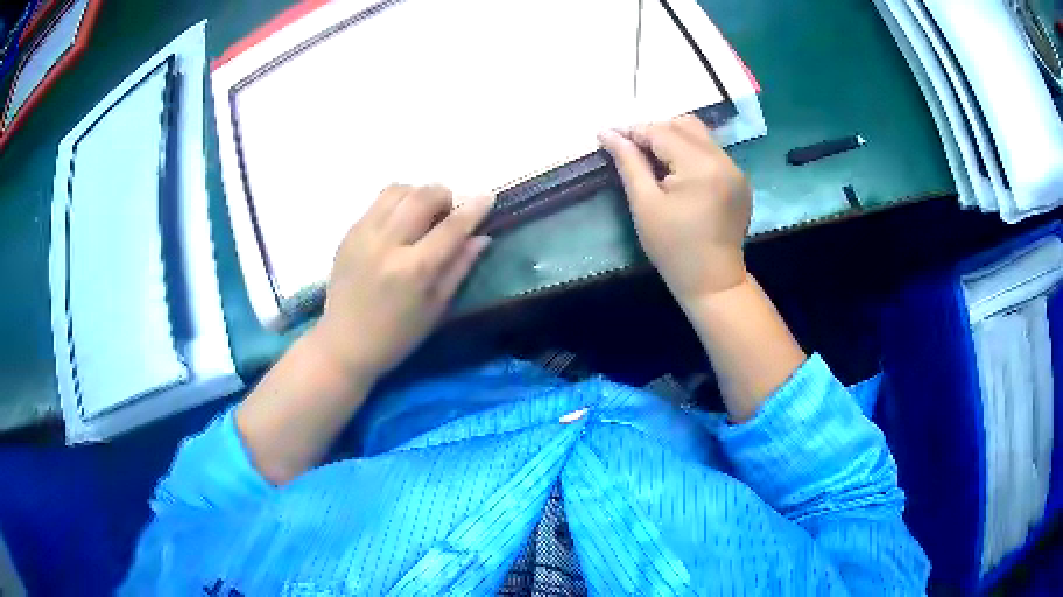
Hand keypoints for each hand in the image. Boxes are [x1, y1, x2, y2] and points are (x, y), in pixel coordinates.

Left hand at [313, 185, 493, 378]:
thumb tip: (481, 236)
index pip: (451, 227)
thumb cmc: (397, 336)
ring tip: (422, 214)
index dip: (473, 209)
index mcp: (413, 270)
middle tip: (448, 212)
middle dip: (444, 196)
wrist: (344, 343)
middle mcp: (387, 244)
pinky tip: (399, 224)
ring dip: (418, 194)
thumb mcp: (436, 308)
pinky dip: (396, 204)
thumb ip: (459, 267)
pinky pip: (377, 203)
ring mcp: (363, 235)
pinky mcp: (348, 234)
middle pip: (422, 196)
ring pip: (397, 190)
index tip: (487, 197)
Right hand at [599, 115, 751, 304]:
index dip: (634, 130)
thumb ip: (629, 162)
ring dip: (673, 139)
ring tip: (652, 160)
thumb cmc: (673, 248)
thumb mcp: (645, 204)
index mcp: (701, 166)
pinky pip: (711, 152)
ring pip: (699, 135)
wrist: (713, 281)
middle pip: (684, 125)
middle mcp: (723, 160)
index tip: (609, 134)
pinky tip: (676, 173)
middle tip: (631, 149)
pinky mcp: (739, 180)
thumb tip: (607, 133)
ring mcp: (735, 169)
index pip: (662, 132)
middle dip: (654, 130)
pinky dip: (690, 153)